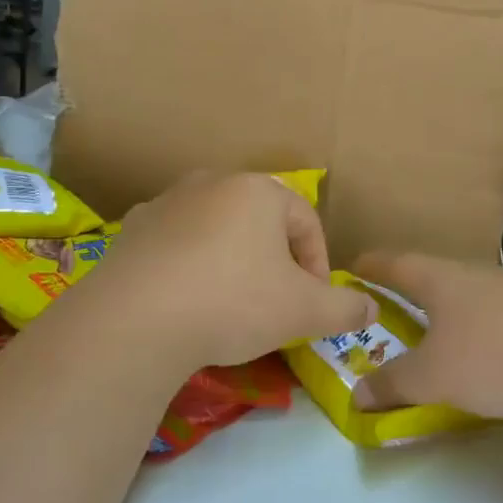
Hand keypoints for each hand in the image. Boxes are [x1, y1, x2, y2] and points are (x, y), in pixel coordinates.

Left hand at [67, 173, 374, 377]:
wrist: (136, 320)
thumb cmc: (233, 302)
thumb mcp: (303, 311)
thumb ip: (344, 307)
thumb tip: (370, 308)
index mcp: (258, 189)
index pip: (306, 222)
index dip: (318, 266)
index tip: (314, 305)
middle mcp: (212, 182)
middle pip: (261, 223)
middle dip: (275, 262)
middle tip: (276, 305)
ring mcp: (166, 202)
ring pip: (217, 231)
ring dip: (232, 262)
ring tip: (230, 306)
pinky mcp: (132, 230)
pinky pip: (176, 245)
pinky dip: (189, 267)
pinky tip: (187, 302)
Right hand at [352, 251, 502, 421]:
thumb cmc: (492, 357)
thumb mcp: (432, 377)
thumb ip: (392, 384)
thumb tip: (357, 395)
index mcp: (440, 279)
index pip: (395, 263)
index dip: (371, 265)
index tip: (352, 267)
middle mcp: (476, 274)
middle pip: (434, 275)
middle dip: (410, 288)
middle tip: (390, 304)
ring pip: (469, 294)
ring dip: (449, 310)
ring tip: (438, 331)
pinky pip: (499, 315)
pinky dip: (482, 328)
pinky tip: (489, 351)